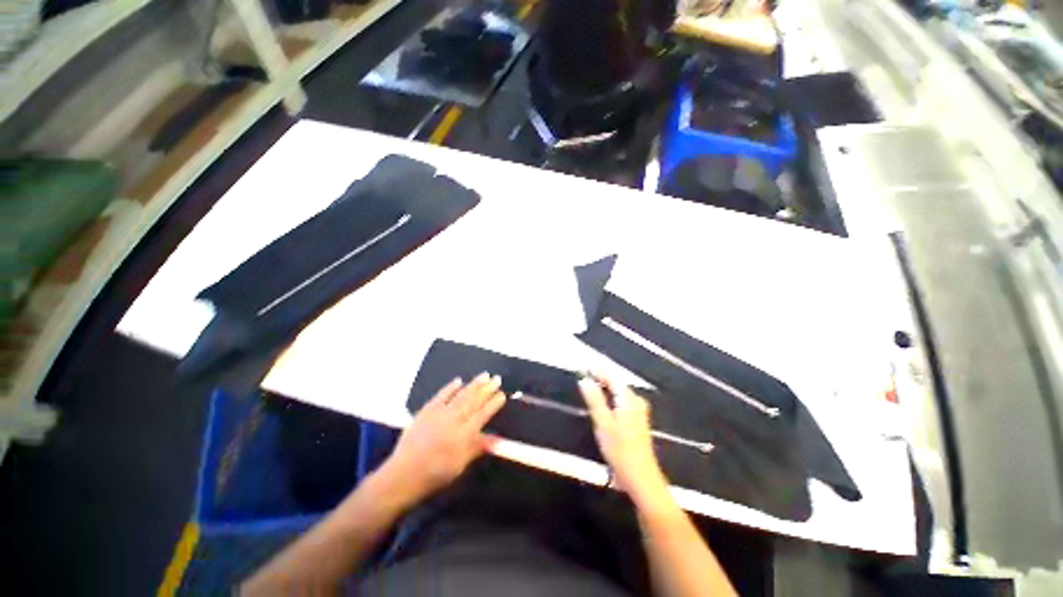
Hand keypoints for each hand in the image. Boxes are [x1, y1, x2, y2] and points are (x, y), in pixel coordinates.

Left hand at [379, 374, 505, 507]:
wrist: (404, 474)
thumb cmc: (436, 474)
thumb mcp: (460, 465)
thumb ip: (478, 448)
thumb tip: (499, 439)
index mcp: (465, 434)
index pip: (483, 414)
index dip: (493, 403)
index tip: (502, 394)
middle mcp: (454, 419)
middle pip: (474, 400)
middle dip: (487, 389)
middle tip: (497, 378)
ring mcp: (440, 413)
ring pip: (461, 395)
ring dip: (474, 384)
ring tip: (484, 375)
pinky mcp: (427, 410)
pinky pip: (441, 395)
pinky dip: (450, 387)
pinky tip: (459, 380)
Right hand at [579, 375, 672, 510]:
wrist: (641, 478)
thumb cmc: (620, 450)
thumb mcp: (603, 423)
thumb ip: (594, 399)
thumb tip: (584, 379)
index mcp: (628, 398)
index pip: (611, 376)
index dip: (597, 370)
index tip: (583, 366)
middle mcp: (635, 400)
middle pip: (616, 383)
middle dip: (600, 377)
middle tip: (583, 375)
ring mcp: (638, 410)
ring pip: (618, 392)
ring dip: (604, 387)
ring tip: (588, 385)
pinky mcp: (636, 420)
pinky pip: (620, 401)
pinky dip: (609, 398)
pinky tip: (601, 402)